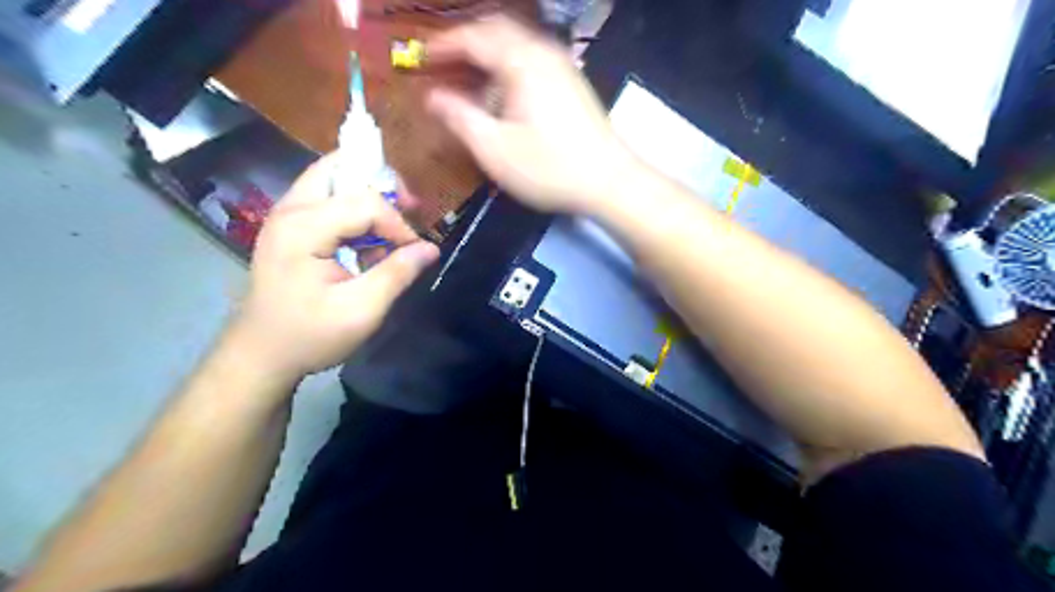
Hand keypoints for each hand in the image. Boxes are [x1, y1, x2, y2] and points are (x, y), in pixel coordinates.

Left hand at [224, 155, 439, 380]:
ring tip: (392, 226)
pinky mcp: (290, 228)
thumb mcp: (361, 310)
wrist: (261, 355)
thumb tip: (431, 248)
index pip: (365, 202)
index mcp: (303, 228)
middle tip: (408, 209)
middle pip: (340, 168)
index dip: (399, 225)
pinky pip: (328, 200)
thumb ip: (397, 273)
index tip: (415, 253)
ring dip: (368, 196)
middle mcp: (290, 210)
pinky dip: (354, 212)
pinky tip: (367, 243)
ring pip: (333, 180)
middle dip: (381, 184)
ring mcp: (286, 216)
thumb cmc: (310, 335)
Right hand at [425, 17, 641, 213]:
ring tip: (470, 75)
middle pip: (498, 29)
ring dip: (490, 52)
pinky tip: (506, 91)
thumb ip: (460, 118)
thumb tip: (433, 97)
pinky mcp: (574, 83)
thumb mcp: (495, 150)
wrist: (609, 182)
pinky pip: (534, 58)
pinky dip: (510, 64)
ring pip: (518, 43)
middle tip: (444, 62)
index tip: (421, 57)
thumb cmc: (549, 169)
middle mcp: (544, 53)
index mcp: (521, 62)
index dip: (444, 45)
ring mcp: (563, 66)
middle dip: (467, 41)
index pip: (474, 38)